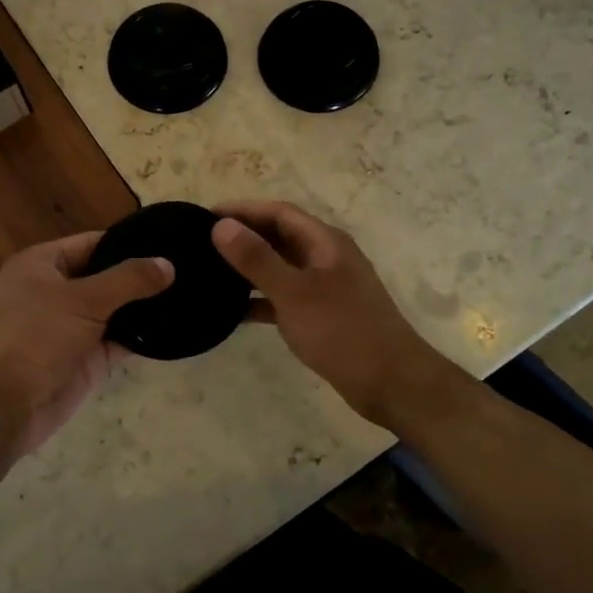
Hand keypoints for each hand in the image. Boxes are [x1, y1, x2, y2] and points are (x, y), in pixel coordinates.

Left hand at [0, 231, 173, 456]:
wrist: (5, 405)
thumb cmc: (36, 336)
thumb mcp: (83, 299)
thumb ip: (128, 280)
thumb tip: (168, 264)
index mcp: (41, 265)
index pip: (91, 243)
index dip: (127, 242)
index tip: (168, 240)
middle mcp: (55, 291)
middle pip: (105, 276)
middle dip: (140, 275)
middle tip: (186, 267)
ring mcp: (71, 326)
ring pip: (114, 309)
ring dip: (143, 306)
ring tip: (188, 293)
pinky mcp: (85, 358)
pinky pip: (119, 340)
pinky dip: (141, 336)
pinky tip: (174, 327)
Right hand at [212, 199, 451, 429]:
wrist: (390, 382)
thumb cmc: (342, 331)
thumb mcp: (294, 292)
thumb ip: (257, 259)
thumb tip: (221, 226)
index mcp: (325, 242)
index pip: (279, 212)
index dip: (243, 209)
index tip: (205, 215)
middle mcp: (326, 258)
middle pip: (280, 236)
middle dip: (244, 235)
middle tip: (201, 242)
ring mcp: (325, 287)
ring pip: (281, 268)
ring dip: (249, 267)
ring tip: (210, 272)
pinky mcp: (322, 315)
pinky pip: (284, 298)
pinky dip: (260, 300)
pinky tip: (233, 312)